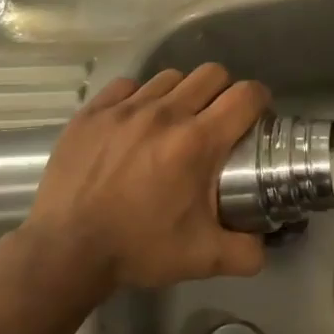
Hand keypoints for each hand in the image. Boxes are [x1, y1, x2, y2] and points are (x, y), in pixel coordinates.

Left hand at [19, 63, 270, 292]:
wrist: (66, 250)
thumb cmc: (137, 249)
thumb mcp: (203, 259)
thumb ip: (247, 252)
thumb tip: (267, 245)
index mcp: (197, 141)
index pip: (245, 95)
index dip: (260, 100)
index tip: (258, 116)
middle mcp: (164, 113)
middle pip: (212, 74)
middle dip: (224, 92)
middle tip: (218, 120)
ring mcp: (124, 108)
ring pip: (170, 77)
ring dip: (182, 94)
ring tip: (175, 122)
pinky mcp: (92, 112)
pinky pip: (127, 86)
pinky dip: (139, 98)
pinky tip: (135, 123)